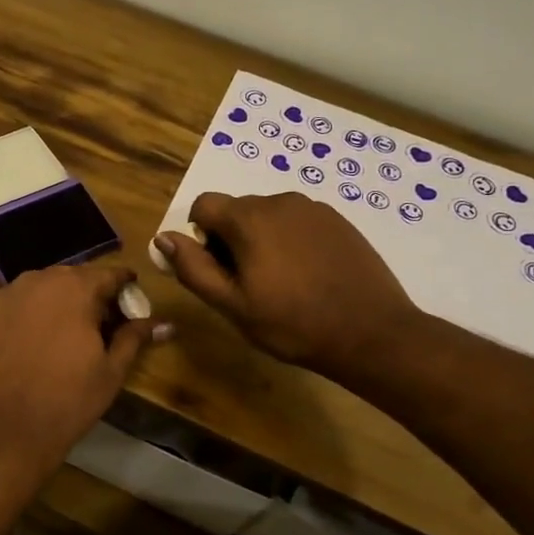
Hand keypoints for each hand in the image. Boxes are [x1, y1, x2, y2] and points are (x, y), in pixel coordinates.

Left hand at [0, 264, 170, 466]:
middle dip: (85, 295)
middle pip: (68, 279)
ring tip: (58, 333)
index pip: (107, 275)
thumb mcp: (111, 370)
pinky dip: (18, 317)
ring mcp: (1, 296)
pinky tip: (24, 343)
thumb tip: (166, 323)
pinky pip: (6, 307)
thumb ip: (135, 337)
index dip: (122, 286)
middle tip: (95, 322)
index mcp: (75, 289)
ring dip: (50, 303)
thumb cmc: (70, 400)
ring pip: (34, 290)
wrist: (9, 429)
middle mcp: (36, 281)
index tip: (129, 299)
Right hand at [154, 191, 421, 385]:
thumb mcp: (231, 304)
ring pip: (268, 216)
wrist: (371, 333)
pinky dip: (290, 242)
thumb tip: (163, 238)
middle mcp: (280, 202)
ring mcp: (314, 209)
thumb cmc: (291, 323)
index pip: (204, 205)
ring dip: (261, 240)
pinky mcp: (339, 221)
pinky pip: (298, 222)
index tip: (217, 269)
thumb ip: (193, 267)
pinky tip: (307, 277)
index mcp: (249, 219)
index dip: (200, 236)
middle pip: (236, 210)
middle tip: (248, 284)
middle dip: (231, 239)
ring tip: (280, 282)